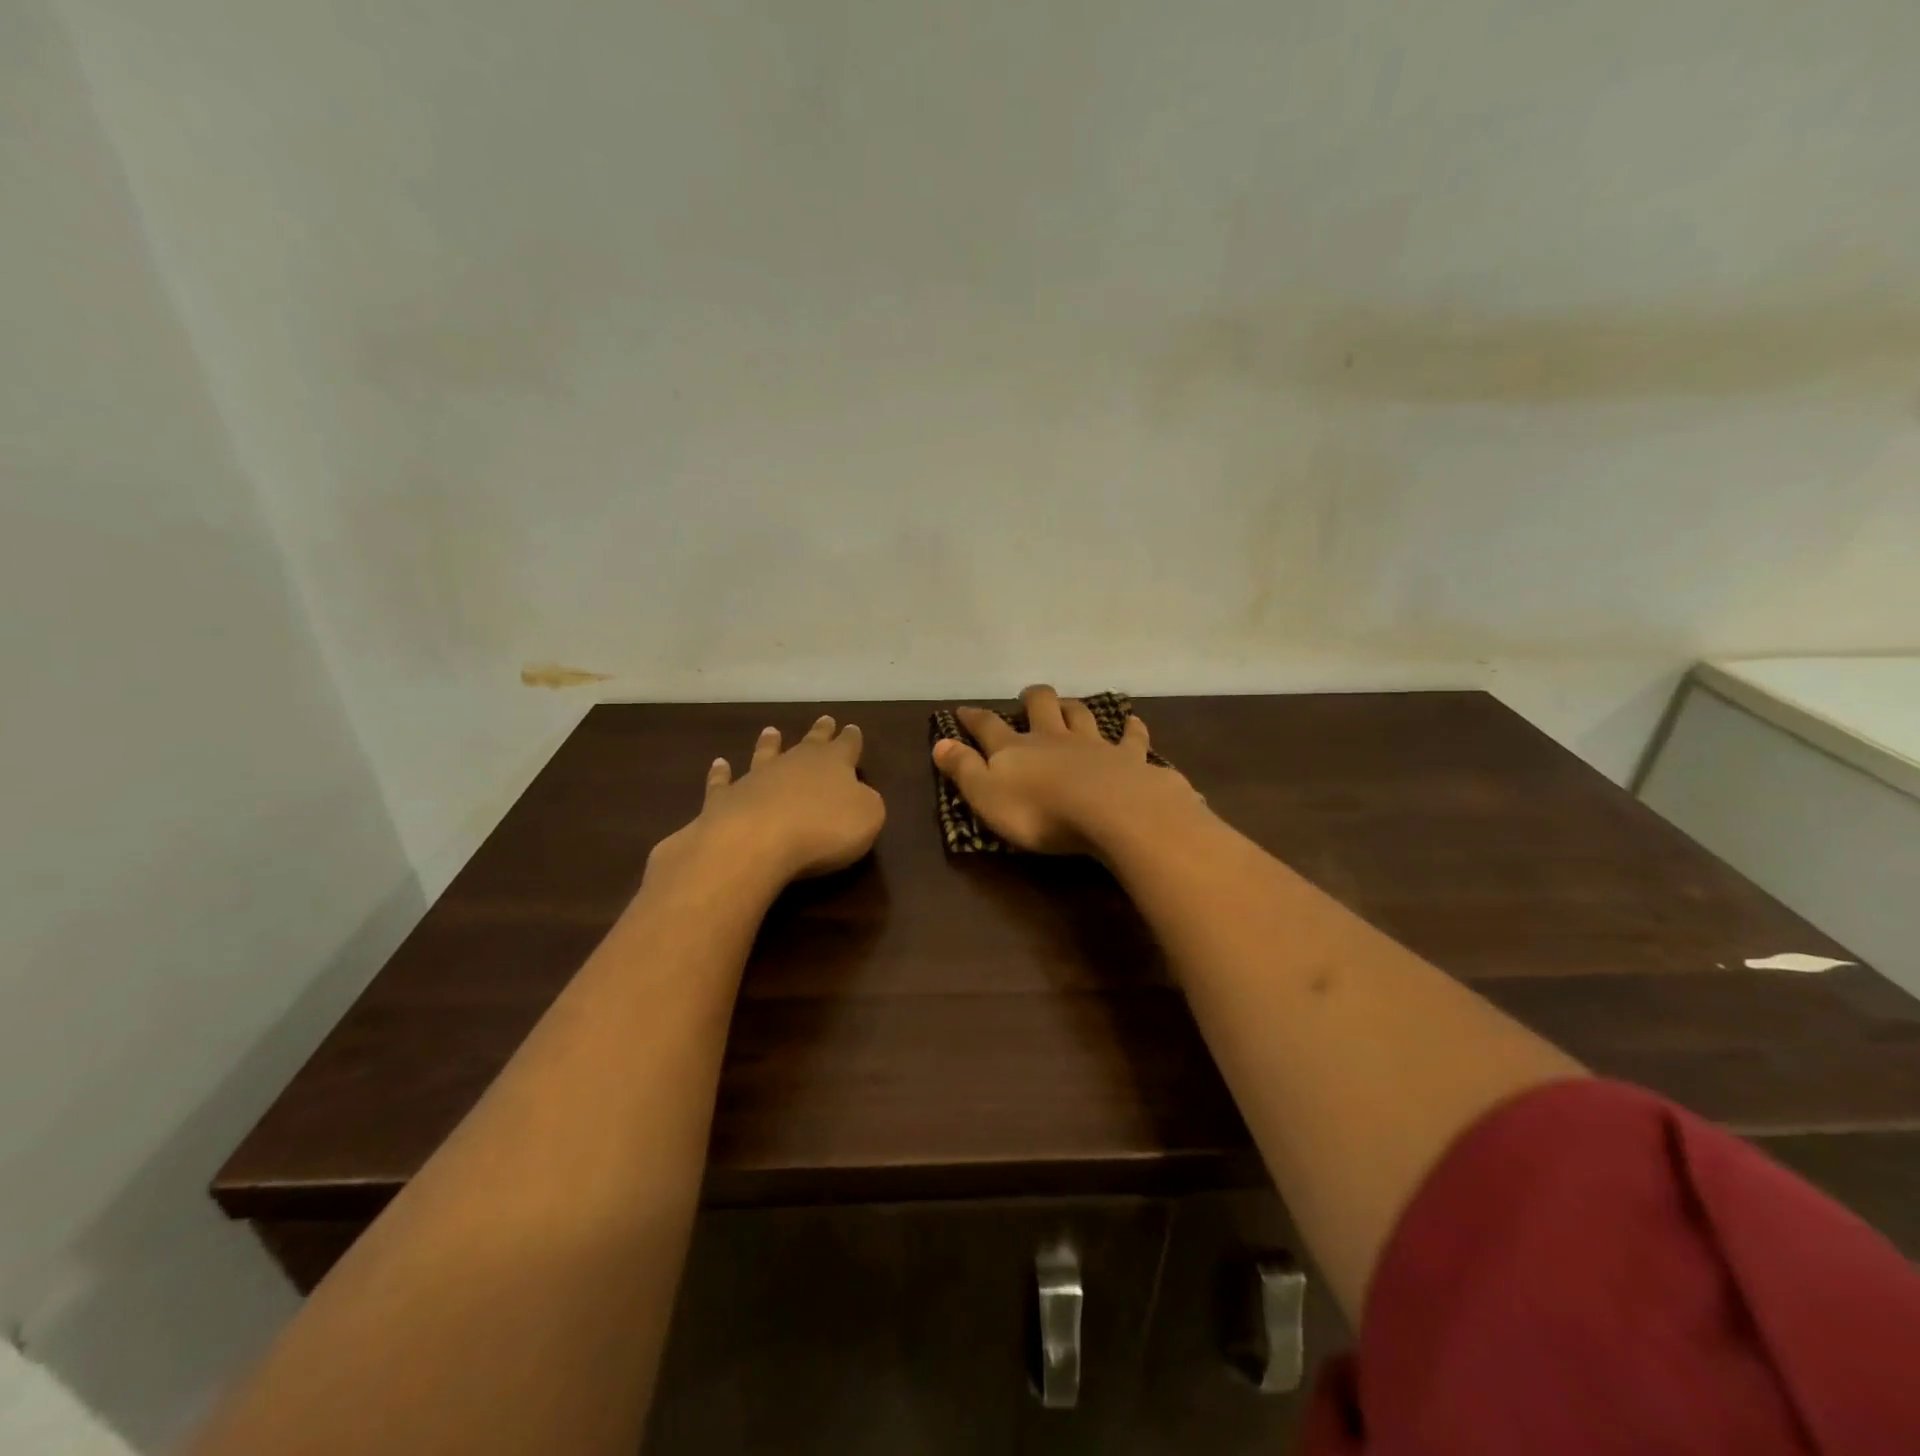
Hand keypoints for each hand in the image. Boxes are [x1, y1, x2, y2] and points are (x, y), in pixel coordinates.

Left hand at [650, 715, 885, 889]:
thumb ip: (867, 802)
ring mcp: (756, 778)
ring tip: (770, 731)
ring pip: (765, 754)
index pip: (846, 746)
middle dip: (820, 732)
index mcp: (833, 764)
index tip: (852, 727)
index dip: (851, 738)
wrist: (756, 840)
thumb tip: (860, 795)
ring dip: (769, 744)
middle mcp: (794, 763)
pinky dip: (720, 773)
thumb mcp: (867, 817)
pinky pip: (723, 782)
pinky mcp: (725, 799)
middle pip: (809, 743)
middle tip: (824, 719)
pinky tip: (719, 764)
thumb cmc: (823, 829)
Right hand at [932, 685, 1203, 855]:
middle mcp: (1053, 738)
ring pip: (1081, 715)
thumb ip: (963, 769)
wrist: (1110, 811)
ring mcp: (1093, 745)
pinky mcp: (1129, 759)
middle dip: (1032, 699)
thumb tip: (940, 743)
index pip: (988, 727)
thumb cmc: (1039, 812)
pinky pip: (1131, 738)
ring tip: (1069, 705)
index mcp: (1015, 749)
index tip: (963, 711)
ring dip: (1073, 708)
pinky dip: (1131, 729)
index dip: (973, 718)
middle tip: (1028, 697)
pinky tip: (1134, 722)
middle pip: (1041, 706)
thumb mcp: (986, 796)